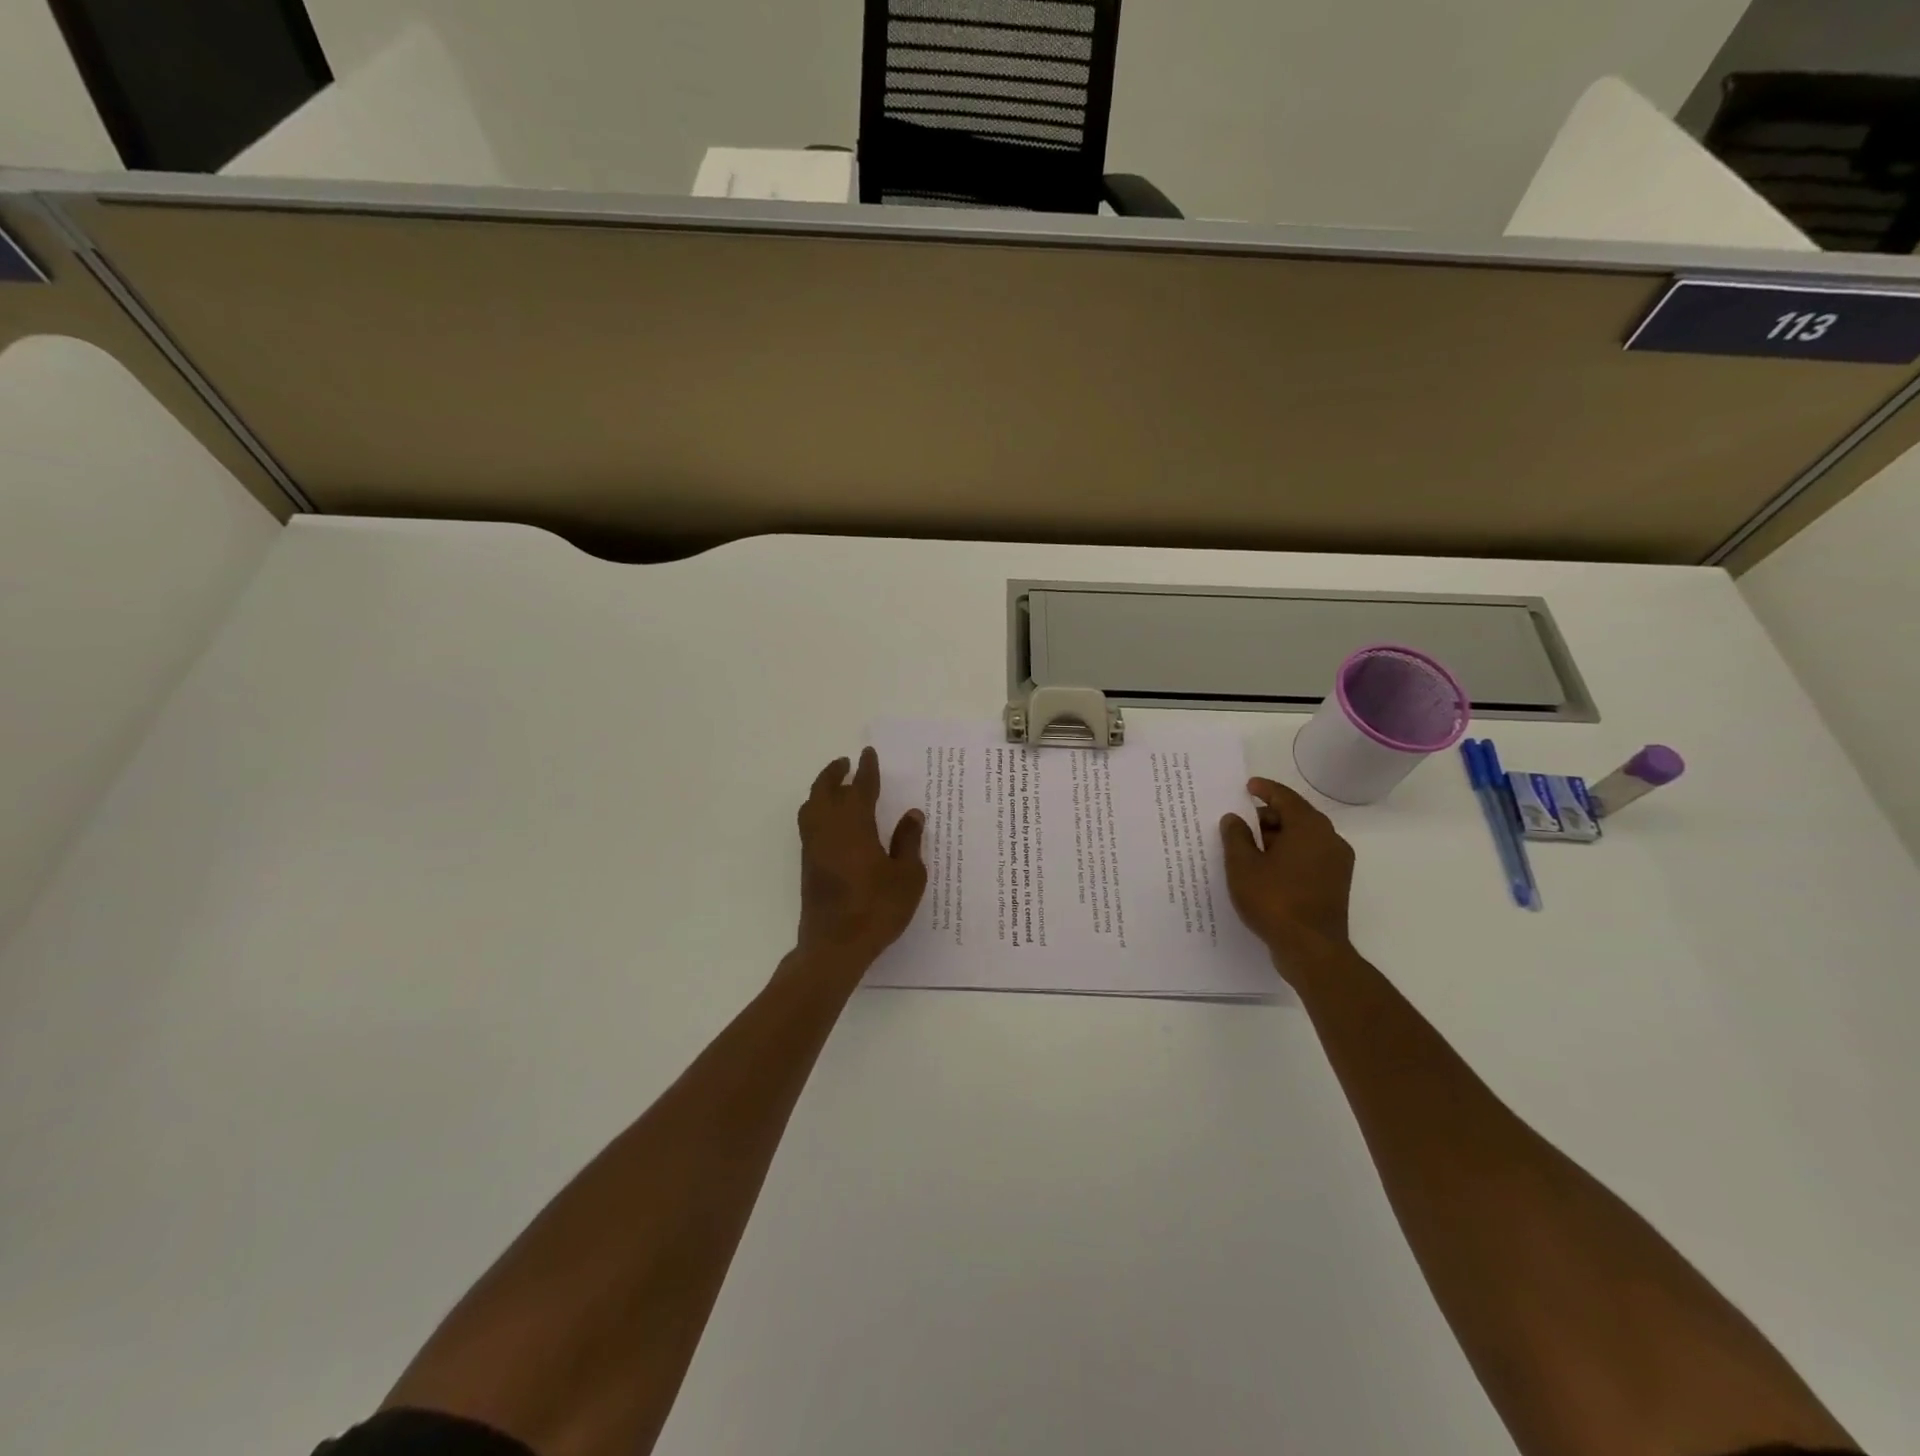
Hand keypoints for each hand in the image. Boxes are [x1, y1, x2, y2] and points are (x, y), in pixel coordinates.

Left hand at [794, 748, 927, 969]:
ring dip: (821, 790)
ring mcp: (813, 847)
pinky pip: (809, 824)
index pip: (861, 787)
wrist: (835, 945)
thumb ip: (908, 842)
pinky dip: (817, 811)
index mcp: (855, 824)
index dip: (866, 769)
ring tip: (834, 786)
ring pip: (811, 806)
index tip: (868, 754)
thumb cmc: (877, 908)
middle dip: (834, 773)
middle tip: (845, 763)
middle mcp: (829, 828)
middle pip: (825, 790)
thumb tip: (911, 814)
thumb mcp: (907, 876)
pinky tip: (830, 821)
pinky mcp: (807, 864)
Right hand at [1220, 778, 1355, 978]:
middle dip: (1268, 816)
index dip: (1265, 790)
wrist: (1311, 949)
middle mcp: (1329, 839)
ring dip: (1277, 837)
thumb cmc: (1274, 900)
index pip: (1285, 797)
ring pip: (1303, 838)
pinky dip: (1288, 855)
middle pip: (1296, 817)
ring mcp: (1336, 863)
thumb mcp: (1243, 866)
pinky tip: (1265, 868)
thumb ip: (1236, 836)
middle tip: (1240, 822)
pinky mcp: (1335, 884)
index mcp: (1309, 827)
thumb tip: (1234, 819)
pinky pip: (1309, 857)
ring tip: (1248, 847)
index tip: (1248, 786)